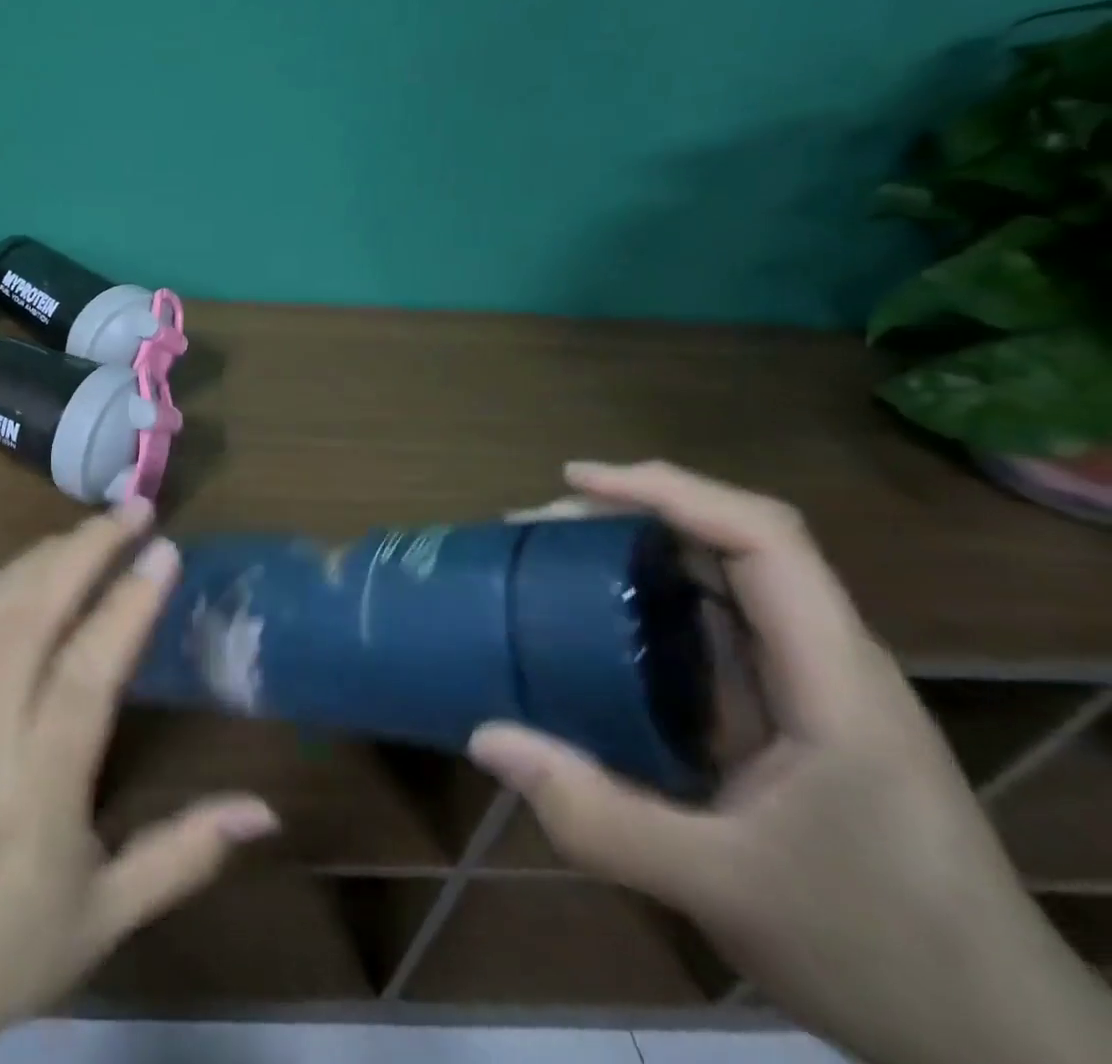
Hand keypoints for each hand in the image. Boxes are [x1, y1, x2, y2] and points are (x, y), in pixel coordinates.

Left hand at [0, 500, 278, 1063]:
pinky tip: (18, 572)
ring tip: (91, 531)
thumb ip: (185, 854)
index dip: (129, 604)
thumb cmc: (3, 949)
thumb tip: (265, 810)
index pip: (86, 671)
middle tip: (136, 510)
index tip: (166, 551)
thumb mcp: (106, 919)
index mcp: (38, 784)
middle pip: (32, 610)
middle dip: (87, 548)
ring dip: (43, 553)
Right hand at [472, 461, 1111, 1063]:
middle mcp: (825, 660)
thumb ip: (598, 816)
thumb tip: (484, 738)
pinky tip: (596, 633)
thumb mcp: (722, 889)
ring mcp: (812, 687)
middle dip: (636, 514)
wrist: (1004, 1046)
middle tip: (543, 524)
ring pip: (724, 584)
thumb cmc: (883, 955)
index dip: (668, 491)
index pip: (761, 539)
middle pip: (737, 542)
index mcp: (831, 678)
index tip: (576, 481)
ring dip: (640, 557)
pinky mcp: (793, 716)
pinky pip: (714, 635)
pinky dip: (649, 609)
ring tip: (554, 560)